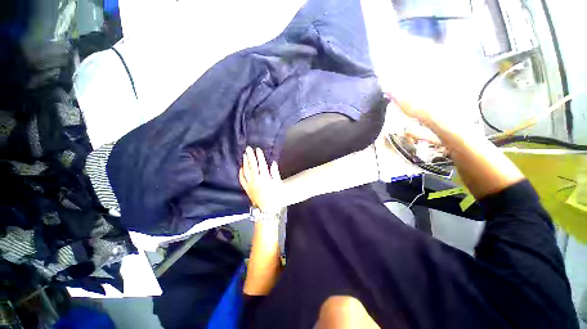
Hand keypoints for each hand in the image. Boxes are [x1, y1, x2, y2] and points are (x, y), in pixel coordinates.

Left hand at [239, 146, 282, 213]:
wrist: (267, 208)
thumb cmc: (275, 195)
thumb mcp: (278, 184)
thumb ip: (275, 173)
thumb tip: (272, 163)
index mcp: (265, 178)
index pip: (261, 164)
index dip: (259, 156)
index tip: (257, 149)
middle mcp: (256, 180)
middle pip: (252, 166)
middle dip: (250, 156)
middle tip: (248, 148)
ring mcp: (250, 184)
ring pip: (246, 171)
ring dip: (245, 162)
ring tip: (244, 155)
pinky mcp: (247, 188)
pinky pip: (242, 180)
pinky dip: (241, 173)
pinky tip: (241, 168)